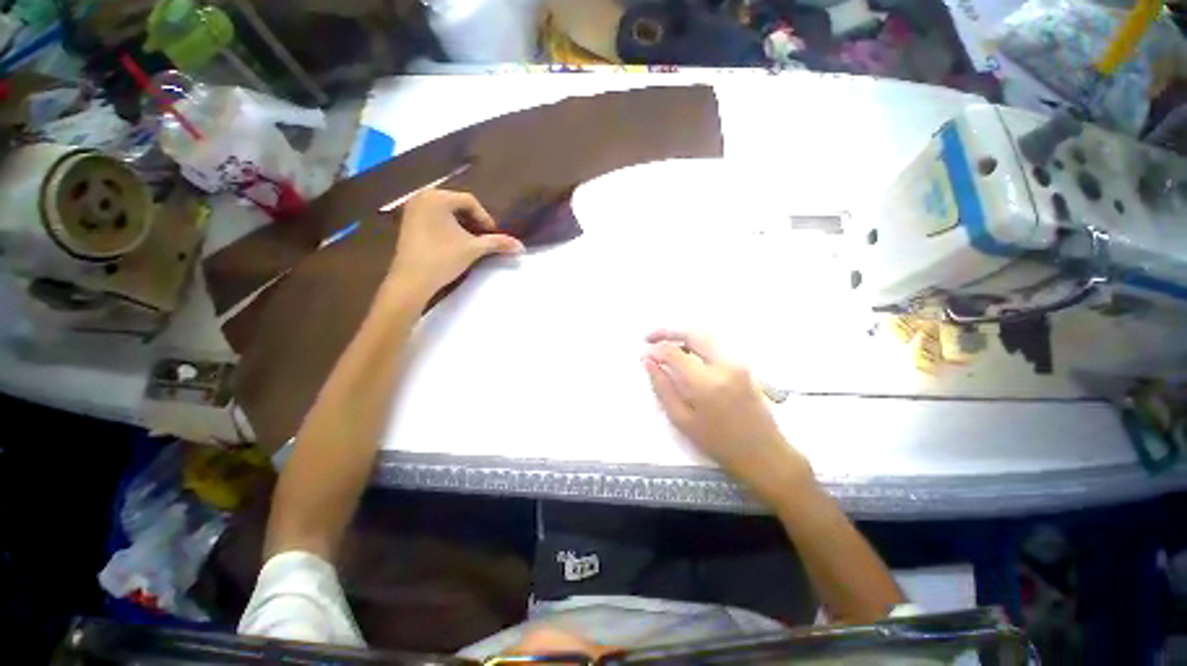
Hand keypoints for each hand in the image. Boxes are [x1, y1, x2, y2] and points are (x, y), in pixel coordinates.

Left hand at [388, 189, 523, 296]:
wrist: (412, 280)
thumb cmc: (443, 258)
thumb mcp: (474, 249)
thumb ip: (498, 243)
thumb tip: (521, 246)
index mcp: (437, 197)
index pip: (470, 201)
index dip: (485, 218)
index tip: (493, 235)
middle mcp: (421, 197)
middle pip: (457, 205)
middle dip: (473, 221)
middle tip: (484, 238)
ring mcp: (412, 210)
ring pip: (446, 212)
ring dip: (462, 225)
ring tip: (471, 242)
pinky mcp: (407, 223)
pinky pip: (434, 218)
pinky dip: (447, 227)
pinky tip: (454, 243)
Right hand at [643, 330, 810, 501]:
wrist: (763, 453)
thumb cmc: (718, 442)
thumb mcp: (682, 419)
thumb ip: (662, 387)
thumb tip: (648, 361)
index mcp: (706, 382)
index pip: (674, 353)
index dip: (655, 349)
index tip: (643, 353)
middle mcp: (724, 364)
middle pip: (692, 334)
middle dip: (668, 331)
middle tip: (649, 337)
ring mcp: (738, 362)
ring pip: (705, 336)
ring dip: (683, 337)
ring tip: (665, 347)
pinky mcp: (744, 365)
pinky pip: (715, 346)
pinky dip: (696, 345)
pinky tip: (686, 356)